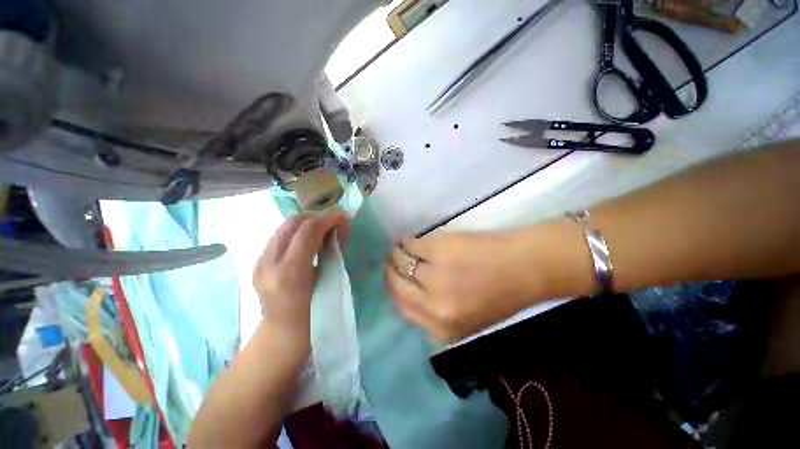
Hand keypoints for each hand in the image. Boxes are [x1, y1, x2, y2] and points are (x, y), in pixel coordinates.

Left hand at [253, 211, 349, 349]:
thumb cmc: (313, 318)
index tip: (344, 217)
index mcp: (289, 274)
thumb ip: (332, 255)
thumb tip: (339, 232)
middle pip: (293, 223)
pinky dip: (298, 232)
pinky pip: (280, 237)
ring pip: (284, 227)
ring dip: (307, 223)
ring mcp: (259, 263)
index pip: (308, 231)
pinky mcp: (258, 263)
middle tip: (335, 224)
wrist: (281, 337)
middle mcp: (268, 264)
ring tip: (324, 230)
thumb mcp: (327, 285)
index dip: (328, 219)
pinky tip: (309, 241)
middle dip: (317, 218)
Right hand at [386, 230, 534, 341]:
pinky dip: (406, 241)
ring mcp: (434, 275)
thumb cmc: (500, 292)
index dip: (396, 290)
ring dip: (397, 253)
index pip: (403, 308)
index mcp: (442, 328)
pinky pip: (410, 245)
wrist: (525, 267)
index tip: (395, 279)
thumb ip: (435, 314)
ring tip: (400, 247)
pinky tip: (408, 239)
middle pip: (397, 285)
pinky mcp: (437, 249)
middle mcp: (433, 305)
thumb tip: (409, 295)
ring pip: (400, 262)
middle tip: (392, 260)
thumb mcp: (466, 319)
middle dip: (391, 271)